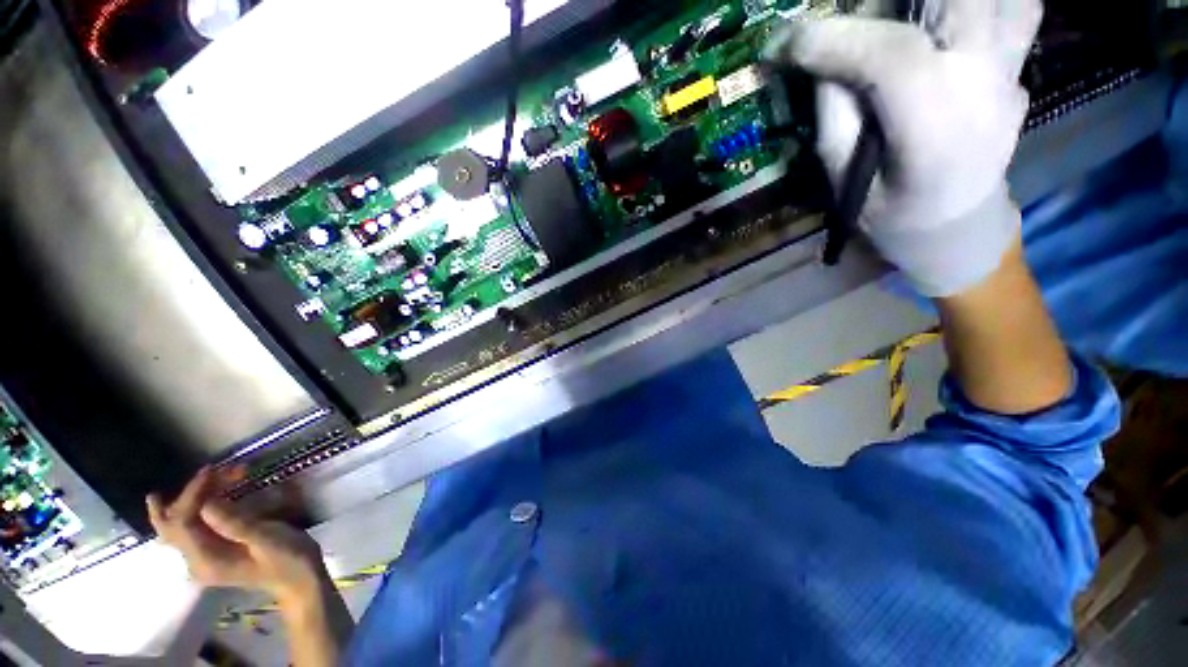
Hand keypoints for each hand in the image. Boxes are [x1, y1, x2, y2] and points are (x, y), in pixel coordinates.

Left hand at [147, 467, 326, 606]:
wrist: (299, 580)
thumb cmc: (287, 559)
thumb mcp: (267, 540)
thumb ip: (236, 525)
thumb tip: (207, 504)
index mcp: (206, 561)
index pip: (182, 523)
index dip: (192, 494)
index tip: (213, 470)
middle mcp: (196, 561)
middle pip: (171, 526)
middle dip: (186, 496)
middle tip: (208, 473)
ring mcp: (203, 558)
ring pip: (178, 526)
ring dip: (192, 499)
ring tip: (214, 476)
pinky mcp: (213, 553)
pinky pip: (192, 528)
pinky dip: (198, 507)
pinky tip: (210, 494)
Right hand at [767, 0, 1042, 295]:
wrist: (958, 226)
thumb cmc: (891, 215)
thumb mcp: (844, 177)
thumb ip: (834, 111)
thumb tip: (824, 54)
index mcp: (934, 131)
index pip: (892, 55)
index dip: (834, 38)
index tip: (786, 42)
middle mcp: (985, 86)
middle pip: (959, 0)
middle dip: (891, 1)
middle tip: (858, 20)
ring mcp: (1013, 71)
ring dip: (945, 0)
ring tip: (906, 19)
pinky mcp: (1020, 65)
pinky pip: (1017, 5)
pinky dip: (983, 0)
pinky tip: (947, 18)